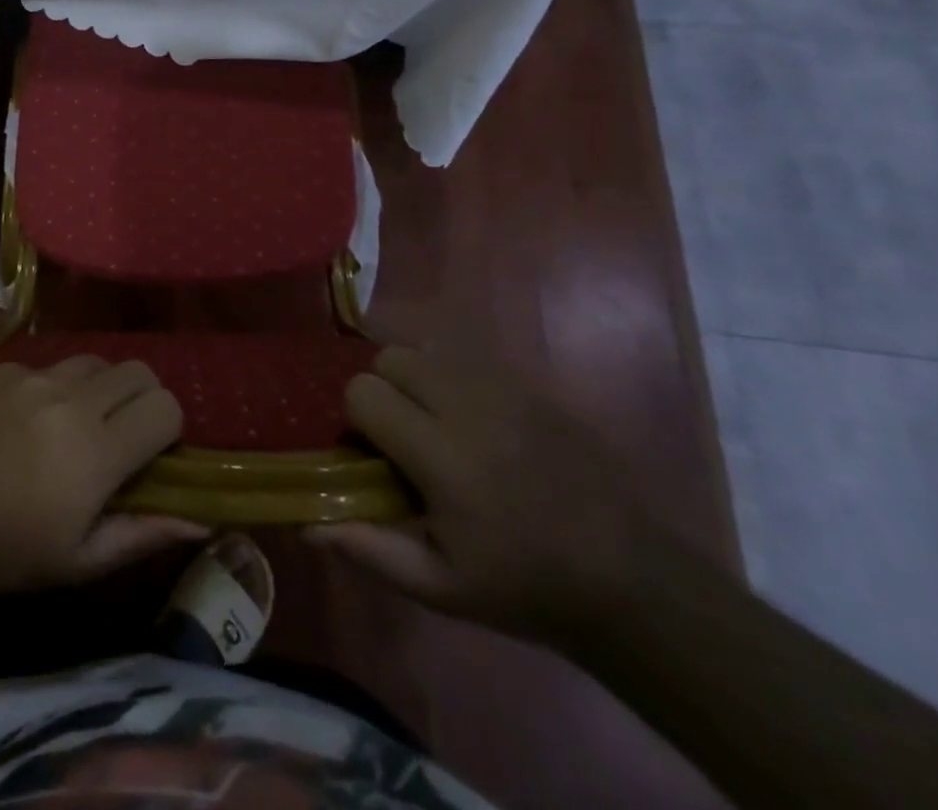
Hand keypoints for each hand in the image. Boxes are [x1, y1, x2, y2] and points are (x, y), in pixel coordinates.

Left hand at [0, 356, 205, 594]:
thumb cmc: (6, 549)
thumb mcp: (78, 560)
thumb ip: (142, 533)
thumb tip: (200, 516)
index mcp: (96, 449)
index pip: (166, 407)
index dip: (167, 428)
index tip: (149, 453)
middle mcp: (71, 398)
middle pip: (138, 371)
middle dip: (141, 398)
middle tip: (120, 432)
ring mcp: (33, 375)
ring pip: (95, 361)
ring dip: (99, 388)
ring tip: (75, 421)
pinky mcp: (3, 366)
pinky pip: (48, 363)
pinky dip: (53, 387)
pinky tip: (28, 419)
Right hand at [310, 345, 668, 647]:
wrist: (631, 582)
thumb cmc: (524, 588)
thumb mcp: (440, 589)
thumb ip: (369, 550)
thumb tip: (305, 525)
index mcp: (442, 456)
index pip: (363, 392)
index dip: (357, 420)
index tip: (374, 455)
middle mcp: (469, 407)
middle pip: (391, 358)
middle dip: (383, 390)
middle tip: (403, 436)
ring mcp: (507, 391)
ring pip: (428, 349)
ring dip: (417, 379)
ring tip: (437, 425)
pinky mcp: (534, 387)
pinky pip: (470, 358)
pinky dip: (454, 378)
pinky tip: (475, 422)